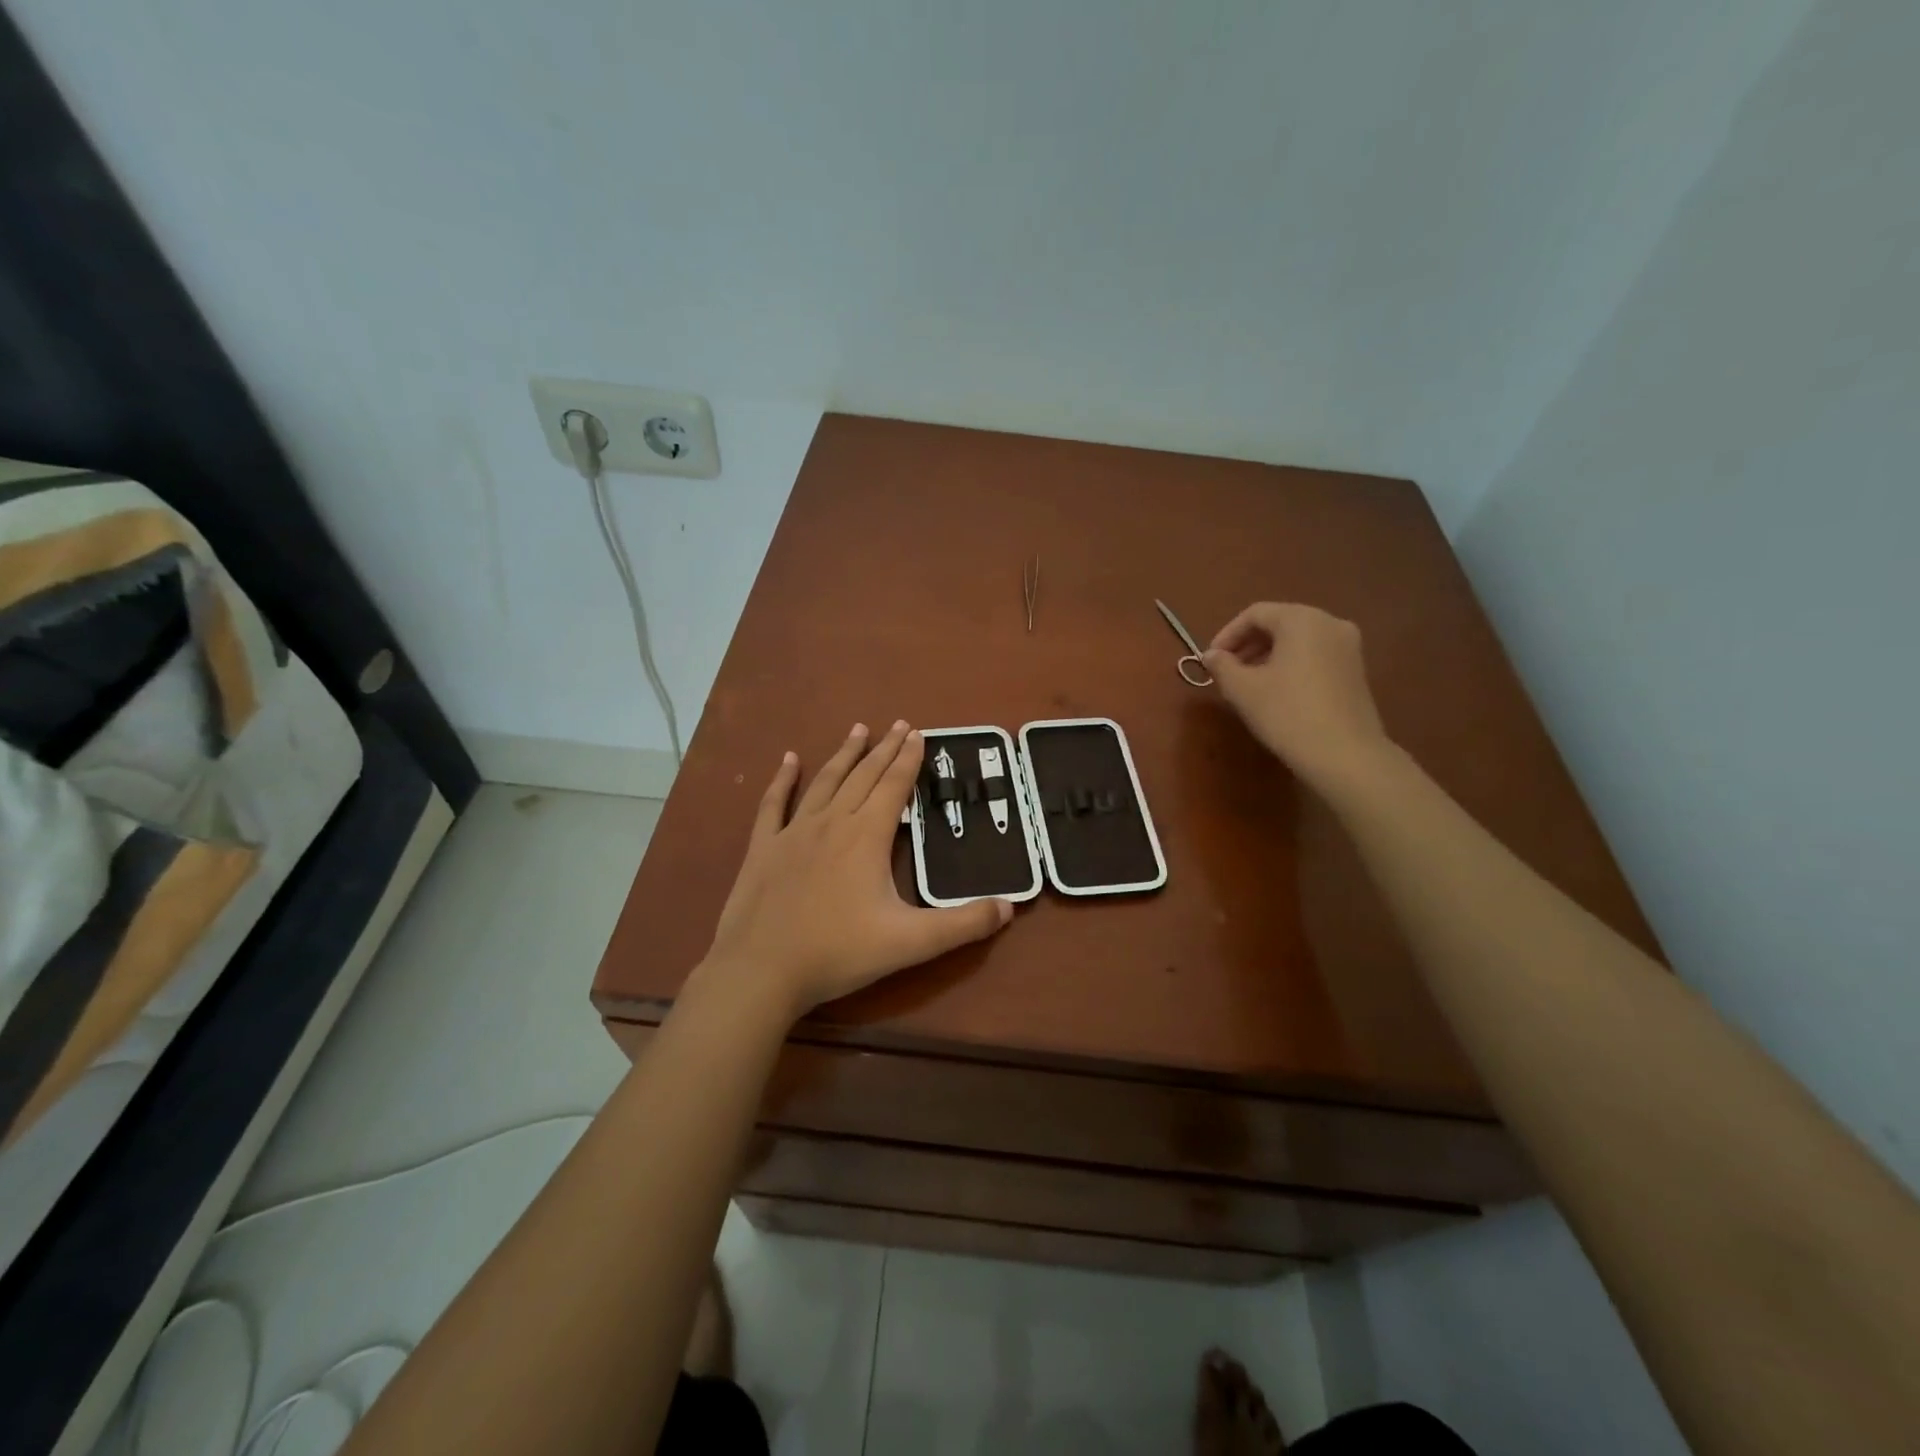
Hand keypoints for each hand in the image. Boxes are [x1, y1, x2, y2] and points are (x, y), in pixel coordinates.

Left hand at [702, 721, 1013, 1018]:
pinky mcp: (763, 847)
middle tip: (899, 723)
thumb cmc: (838, 953)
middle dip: (884, 749)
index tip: (918, 733)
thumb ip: (962, 924)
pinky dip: (783, 779)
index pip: (894, 786)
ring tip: (858, 729)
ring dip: (844, 754)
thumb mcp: (910, 943)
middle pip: (863, 776)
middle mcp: (832, 822)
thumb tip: (1009, 908)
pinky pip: (773, 803)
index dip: (909, 759)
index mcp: (866, 836)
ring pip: (825, 782)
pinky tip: (789, 759)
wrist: (761, 970)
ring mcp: (793, 832)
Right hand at [1204, 603, 1393, 792]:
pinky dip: (1291, 665)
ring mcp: (1349, 647)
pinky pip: (1315, 656)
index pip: (1255, 614)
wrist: (1345, 754)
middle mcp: (1330, 623)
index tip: (1210, 660)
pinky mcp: (1357, 671)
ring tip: (1248, 684)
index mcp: (1302, 619)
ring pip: (1298, 641)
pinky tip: (1278, 692)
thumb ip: (1222, 666)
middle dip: (1248, 645)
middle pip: (1279, 623)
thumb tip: (1211, 656)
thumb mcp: (1243, 689)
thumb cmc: (1287, 713)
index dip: (1227, 634)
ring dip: (1268, 656)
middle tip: (1227, 671)